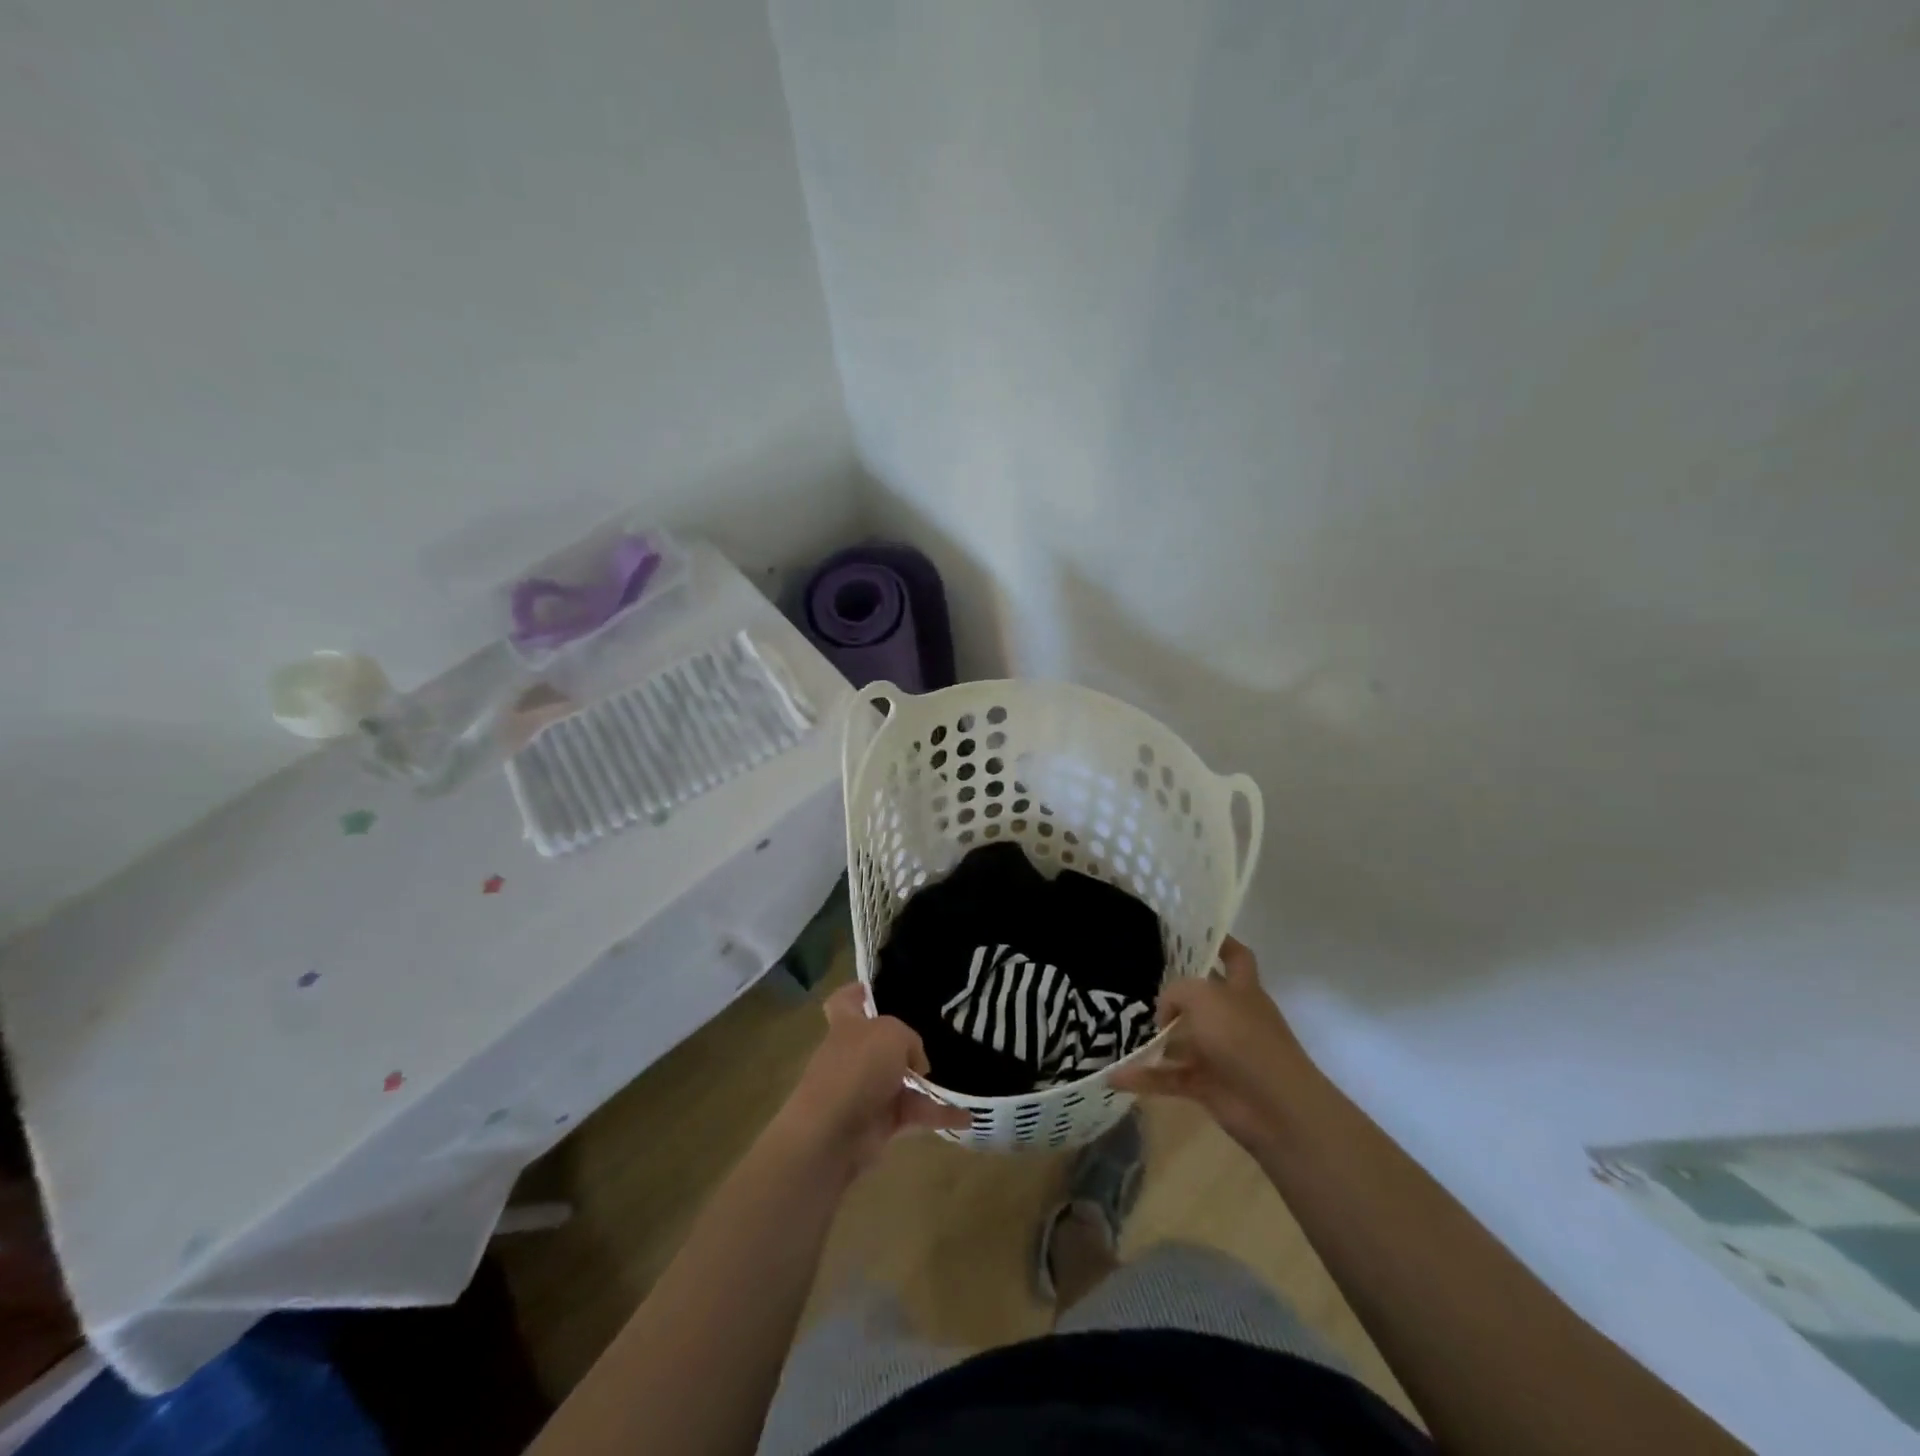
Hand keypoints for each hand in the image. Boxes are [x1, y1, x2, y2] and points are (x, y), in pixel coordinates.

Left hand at [774, 984, 969, 1177]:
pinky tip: (968, 1116)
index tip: (875, 989)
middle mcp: (854, 1055)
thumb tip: (916, 1063)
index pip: (845, 1002)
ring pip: (902, 1081)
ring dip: (929, 1083)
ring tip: (963, 1077)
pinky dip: (939, 1115)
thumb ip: (909, 1039)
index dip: (858, 993)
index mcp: (848, 1026)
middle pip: (880, 1043)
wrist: (833, 1134)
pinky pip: (915, 1114)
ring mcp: (866, 1091)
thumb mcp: (892, 1034)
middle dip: (906, 1043)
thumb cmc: (857, 1069)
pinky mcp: (880, 1123)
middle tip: (939, 1035)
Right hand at [1111, 937, 1313, 1153]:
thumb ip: (1176, 992)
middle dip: (1174, 995)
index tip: (1193, 934)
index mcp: (1242, 990)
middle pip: (1201, 1000)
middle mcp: (1233, 1018)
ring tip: (1118, 1031)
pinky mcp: (1208, 1086)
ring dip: (1154, 1040)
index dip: (1220, 943)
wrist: (1275, 1106)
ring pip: (1181, 1041)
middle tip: (1139, 986)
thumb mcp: (1203, 997)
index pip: (1236, 957)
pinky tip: (1115, 1076)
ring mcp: (1221, 1054)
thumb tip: (1164, 1013)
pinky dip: (1145, 1078)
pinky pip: (1170, 1078)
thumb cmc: (1243, 1038)